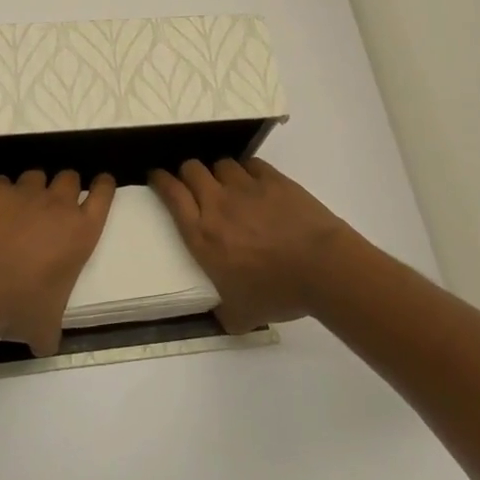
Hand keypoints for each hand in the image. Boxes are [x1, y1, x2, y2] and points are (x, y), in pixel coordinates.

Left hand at [0, 170, 114, 356]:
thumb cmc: (18, 306)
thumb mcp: (44, 327)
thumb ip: (51, 331)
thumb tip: (46, 345)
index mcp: (81, 232)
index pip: (104, 194)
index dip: (103, 186)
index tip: (101, 184)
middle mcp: (57, 204)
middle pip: (70, 178)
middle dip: (65, 187)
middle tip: (53, 205)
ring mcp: (24, 193)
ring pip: (36, 176)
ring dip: (32, 190)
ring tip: (19, 210)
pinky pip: (1, 184)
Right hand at [150, 158, 354, 332]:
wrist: (322, 268)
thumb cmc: (277, 293)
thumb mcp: (240, 316)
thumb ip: (222, 313)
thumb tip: (218, 316)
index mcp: (202, 235)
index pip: (171, 194)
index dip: (160, 180)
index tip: (157, 177)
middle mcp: (217, 203)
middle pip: (191, 169)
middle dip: (187, 173)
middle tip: (193, 184)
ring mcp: (246, 187)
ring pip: (221, 163)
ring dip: (218, 172)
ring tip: (227, 185)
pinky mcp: (273, 179)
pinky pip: (251, 164)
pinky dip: (247, 171)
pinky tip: (255, 183)